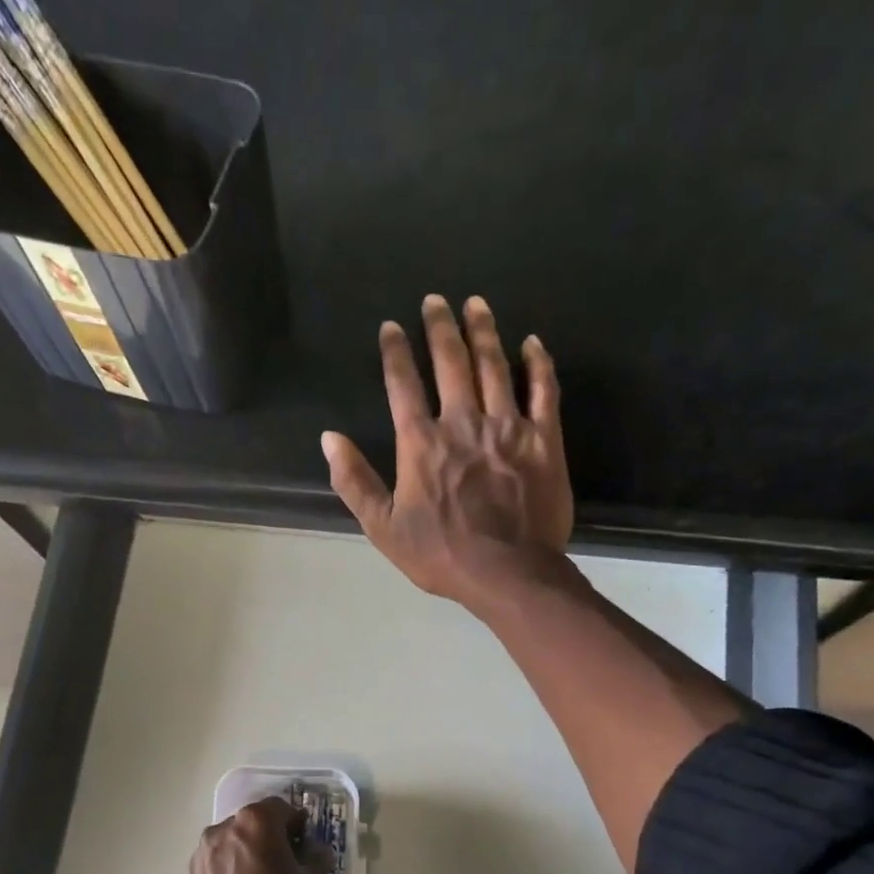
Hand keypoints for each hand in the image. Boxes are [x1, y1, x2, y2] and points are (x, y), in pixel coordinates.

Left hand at [188, 797, 330, 873]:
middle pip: (255, 823)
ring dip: (251, 855)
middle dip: (273, 839)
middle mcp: (223, 828)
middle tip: (290, 868)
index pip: (283, 808)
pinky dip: (233, 872)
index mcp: (255, 822)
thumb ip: (317, 858)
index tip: (308, 850)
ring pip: (235, 844)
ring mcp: (202, 854)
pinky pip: (219, 864)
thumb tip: (315, 850)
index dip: (299, 826)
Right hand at [322, 294, 573, 610]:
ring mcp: (507, 427)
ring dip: (484, 331)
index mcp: (421, 443)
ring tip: (475, 304)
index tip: (392, 327)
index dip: (395, 352)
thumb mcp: (383, 527)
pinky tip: (532, 342)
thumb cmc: (440, 554)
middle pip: (451, 362)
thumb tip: (329, 438)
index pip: (403, 384)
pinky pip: (543, 390)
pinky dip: (538, 364)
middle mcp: (463, 422)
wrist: (508, 573)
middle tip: (436, 300)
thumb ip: (355, 481)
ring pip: (494, 366)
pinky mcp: (544, 440)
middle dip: (440, 327)